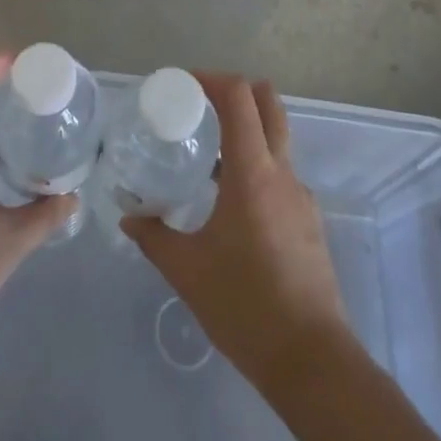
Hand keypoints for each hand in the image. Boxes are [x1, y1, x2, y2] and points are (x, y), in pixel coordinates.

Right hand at [123, 73, 349, 389]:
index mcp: (253, 172)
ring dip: (246, 130)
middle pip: (269, 103)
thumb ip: (154, 237)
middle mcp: (281, 173)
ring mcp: (300, 197)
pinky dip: (256, 166)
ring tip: (208, 154)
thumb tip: (128, 218)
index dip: (212, 79)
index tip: (183, 84)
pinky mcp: (308, 221)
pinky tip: (231, 202)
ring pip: (277, 138)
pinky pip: (280, 174)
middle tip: (200, 105)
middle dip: (236, 91)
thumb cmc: (245, 306)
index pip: (240, 97)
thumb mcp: (187, 270)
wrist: (311, 362)